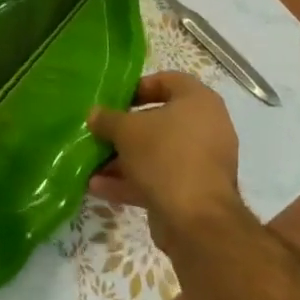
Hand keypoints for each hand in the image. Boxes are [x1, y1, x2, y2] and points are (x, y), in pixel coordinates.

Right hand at [88, 72, 243, 235]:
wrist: (196, 219)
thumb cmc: (164, 156)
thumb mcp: (126, 130)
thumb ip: (107, 119)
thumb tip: (94, 114)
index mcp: (199, 101)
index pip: (168, 80)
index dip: (140, 86)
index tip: (116, 99)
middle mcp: (206, 127)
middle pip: (160, 120)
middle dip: (126, 129)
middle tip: (101, 131)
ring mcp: (201, 162)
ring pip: (157, 153)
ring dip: (124, 158)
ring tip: (92, 163)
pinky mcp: (194, 191)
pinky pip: (160, 178)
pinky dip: (132, 181)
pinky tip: (99, 187)